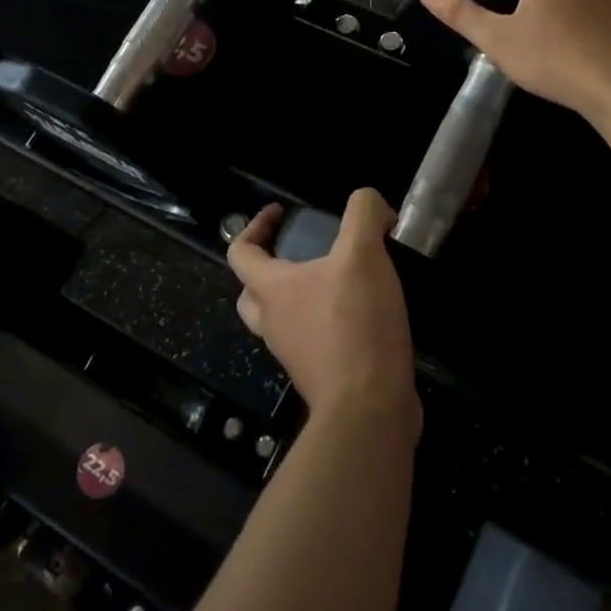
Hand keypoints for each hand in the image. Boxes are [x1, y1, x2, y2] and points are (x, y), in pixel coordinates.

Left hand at [227, 190, 416, 421]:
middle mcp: (272, 323)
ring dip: (297, 298)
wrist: (370, 407)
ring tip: (335, 281)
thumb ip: (363, 213)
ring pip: (279, 320)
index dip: (254, 226)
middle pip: (251, 292)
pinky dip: (323, 325)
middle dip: (268, 268)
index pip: (240, 252)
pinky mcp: (319, 376)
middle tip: (298, 254)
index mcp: (271, 290)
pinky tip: (359, 314)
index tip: (280, 213)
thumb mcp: (364, 253)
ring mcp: (292, 354)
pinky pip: (310, 342)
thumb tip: (371, 203)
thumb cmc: (356, 323)